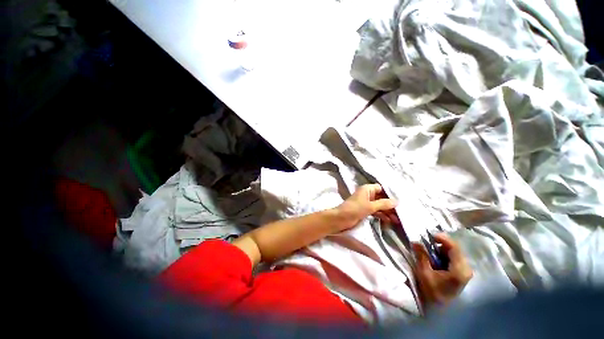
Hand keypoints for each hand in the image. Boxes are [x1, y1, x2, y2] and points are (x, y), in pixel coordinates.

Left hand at [335, 184, 398, 230]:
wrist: (340, 219)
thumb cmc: (355, 209)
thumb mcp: (370, 206)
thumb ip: (383, 203)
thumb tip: (397, 201)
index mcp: (367, 189)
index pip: (381, 189)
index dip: (390, 194)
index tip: (400, 201)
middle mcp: (367, 194)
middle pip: (381, 198)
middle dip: (390, 205)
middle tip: (401, 213)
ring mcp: (366, 203)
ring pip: (379, 205)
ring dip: (387, 212)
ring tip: (397, 220)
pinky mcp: (364, 210)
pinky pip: (375, 211)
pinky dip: (381, 215)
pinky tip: (388, 221)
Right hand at [412, 233, 472, 305]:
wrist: (441, 310)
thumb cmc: (433, 291)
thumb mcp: (424, 273)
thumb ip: (421, 256)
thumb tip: (415, 241)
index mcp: (459, 269)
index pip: (454, 247)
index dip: (443, 238)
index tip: (430, 234)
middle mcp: (466, 268)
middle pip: (455, 249)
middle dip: (441, 243)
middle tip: (427, 242)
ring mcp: (465, 271)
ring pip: (455, 253)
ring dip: (442, 249)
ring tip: (430, 250)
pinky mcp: (462, 273)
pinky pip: (455, 258)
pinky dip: (445, 254)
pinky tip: (436, 258)